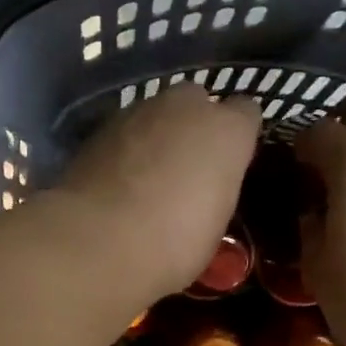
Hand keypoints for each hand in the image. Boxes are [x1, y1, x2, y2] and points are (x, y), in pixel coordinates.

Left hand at [58, 85, 261, 300]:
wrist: (99, 241)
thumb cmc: (174, 243)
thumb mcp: (214, 226)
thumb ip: (215, 190)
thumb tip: (203, 190)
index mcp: (227, 130)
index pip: (246, 113)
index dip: (236, 138)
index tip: (229, 163)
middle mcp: (186, 107)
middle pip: (196, 102)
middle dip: (193, 126)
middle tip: (186, 167)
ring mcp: (138, 111)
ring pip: (155, 114)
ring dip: (155, 136)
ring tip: (146, 176)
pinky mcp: (99, 127)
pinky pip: (123, 132)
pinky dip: (123, 149)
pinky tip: (116, 181)